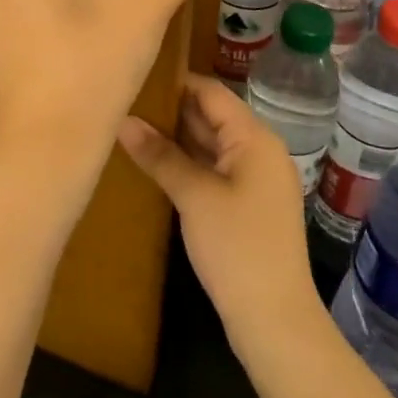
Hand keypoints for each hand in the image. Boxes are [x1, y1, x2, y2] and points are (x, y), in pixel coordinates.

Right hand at [118, 75, 324, 355]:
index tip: (136, 77)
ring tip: (130, 126)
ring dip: (176, 136)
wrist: (274, 320)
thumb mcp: (194, 196)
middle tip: (124, 101)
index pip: (211, 92)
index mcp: (255, 138)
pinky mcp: (246, 204)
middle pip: (211, 115)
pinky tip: (154, 162)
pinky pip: (212, 167)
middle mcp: (259, 150)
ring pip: (210, 143)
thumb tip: (123, 120)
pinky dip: (186, 161)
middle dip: (170, 109)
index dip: (175, 82)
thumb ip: (159, 154)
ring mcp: (254, 179)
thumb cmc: (237, 247)